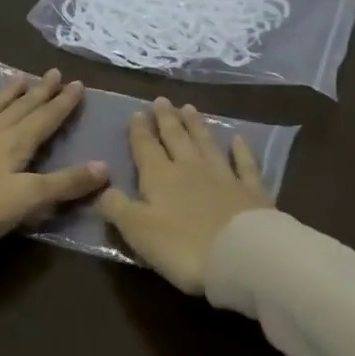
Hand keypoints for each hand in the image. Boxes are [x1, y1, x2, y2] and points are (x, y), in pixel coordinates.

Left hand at [0, 68, 108, 249]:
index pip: (44, 120)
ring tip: (16, 77)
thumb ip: (66, 183)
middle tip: (53, 73)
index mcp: (14, 146)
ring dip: (2, 96)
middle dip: (39, 93)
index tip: (77, 84)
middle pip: (19, 110)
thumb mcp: (29, 199)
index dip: (62, 104)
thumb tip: (105, 167)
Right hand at [98, 97, 272, 293]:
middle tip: (162, 100)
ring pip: (207, 143)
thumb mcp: (137, 231)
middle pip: (176, 138)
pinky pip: (245, 164)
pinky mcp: (251, 191)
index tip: (137, 112)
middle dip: (167, 119)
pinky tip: (238, 139)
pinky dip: (241, 150)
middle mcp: (190, 168)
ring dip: (197, 126)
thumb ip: (117, 207)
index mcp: (160, 177)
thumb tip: (102, 189)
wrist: (240, 256)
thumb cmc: (182, 247)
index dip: (140, 130)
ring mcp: (224, 176)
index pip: (146, 147)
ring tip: (189, 108)